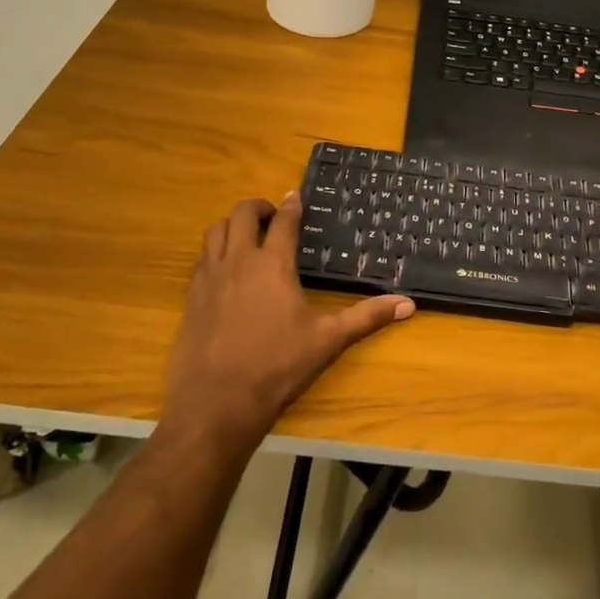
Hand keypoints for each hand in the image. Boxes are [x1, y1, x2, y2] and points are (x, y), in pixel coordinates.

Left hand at [161, 194, 413, 456]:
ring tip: (247, 235)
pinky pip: (201, 258)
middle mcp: (238, 261)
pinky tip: (226, 269)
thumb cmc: (277, 367)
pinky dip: (215, 250)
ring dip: (232, 224)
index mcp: (273, 265)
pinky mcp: (191, 297)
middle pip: (241, 214)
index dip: (292, 205)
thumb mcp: (328, 341)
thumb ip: (367, 317)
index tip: (296, 195)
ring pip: (215, 231)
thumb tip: (408, 303)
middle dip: (258, 207)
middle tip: (272, 215)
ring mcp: (210, 278)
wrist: (216, 403)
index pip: (283, 221)